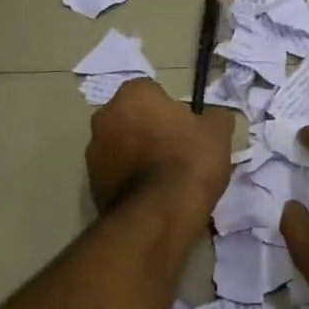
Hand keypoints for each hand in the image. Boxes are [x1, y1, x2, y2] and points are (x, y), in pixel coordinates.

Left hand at [86, 79, 233, 230]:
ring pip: (121, 145)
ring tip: (163, 178)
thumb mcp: (218, 133)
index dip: (171, 111)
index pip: (153, 92)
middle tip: (176, 152)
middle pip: (132, 117)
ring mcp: (93, 151)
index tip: (186, 130)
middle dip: (149, 129)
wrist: (159, 215)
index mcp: (133, 95)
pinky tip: (150, 196)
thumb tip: (214, 116)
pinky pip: (115, 172)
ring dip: (136, 154)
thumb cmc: (189, 163)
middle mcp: (105, 116)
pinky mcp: (91, 182)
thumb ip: (215, 117)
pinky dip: (128, 179)